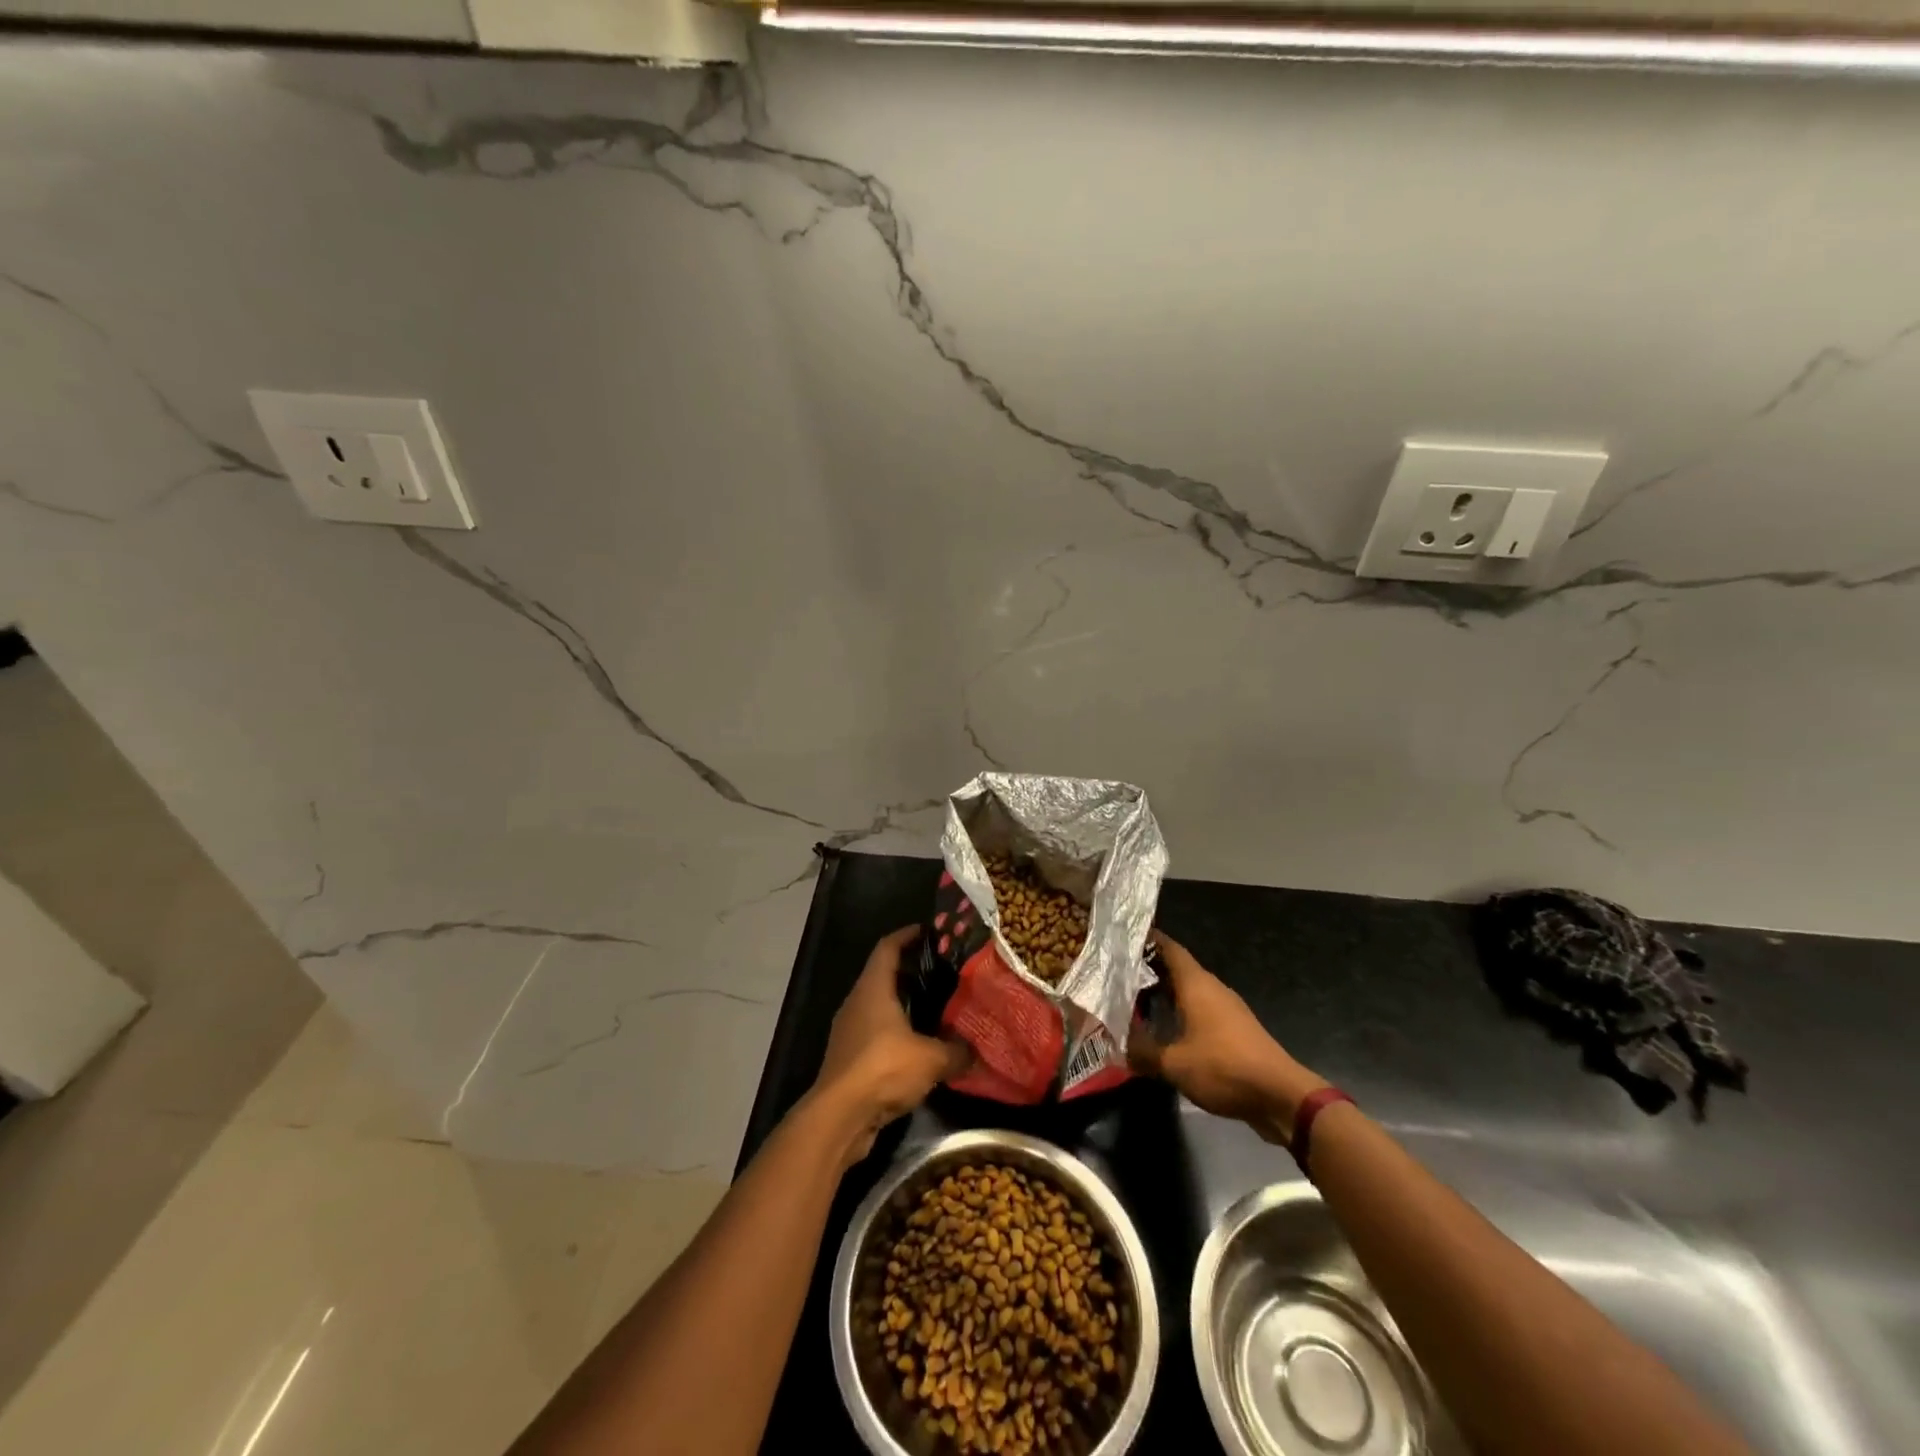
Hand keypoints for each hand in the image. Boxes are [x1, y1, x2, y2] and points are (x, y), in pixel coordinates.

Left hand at [812, 926, 969, 1165]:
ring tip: (935, 1010)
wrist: (839, 1116)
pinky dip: (895, 1034)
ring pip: (878, 1007)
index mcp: (873, 988)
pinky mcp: (847, 1058)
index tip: (928, 931)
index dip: (907, 935)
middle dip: (911, 972)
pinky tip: (918, 1048)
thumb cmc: (883, 1069)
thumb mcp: (931, 1059)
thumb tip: (977, 1050)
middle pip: (883, 975)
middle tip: (942, 973)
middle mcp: (857, 1002)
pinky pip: (874, 1034)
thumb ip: (956, 1051)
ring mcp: (849, 1030)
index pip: (888, 947)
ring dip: (903, 1006)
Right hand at [1127, 931, 1327, 1145]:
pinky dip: (1180, 1012)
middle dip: (1149, 969)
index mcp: (1196, 984)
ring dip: (1165, 993)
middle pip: (1177, 968)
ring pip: (1189, 990)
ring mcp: (1226, 1008)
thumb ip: (1143, 1052)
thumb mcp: (1174, 1064)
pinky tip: (1166, 1029)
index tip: (1120, 939)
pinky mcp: (1235, 1029)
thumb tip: (1118, 1046)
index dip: (1146, 940)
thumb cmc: (1224, 1068)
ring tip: (1135, 1001)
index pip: (1168, 948)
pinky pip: (1200, 1010)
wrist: (1281, 1096)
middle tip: (1117, 974)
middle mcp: (1211, 988)